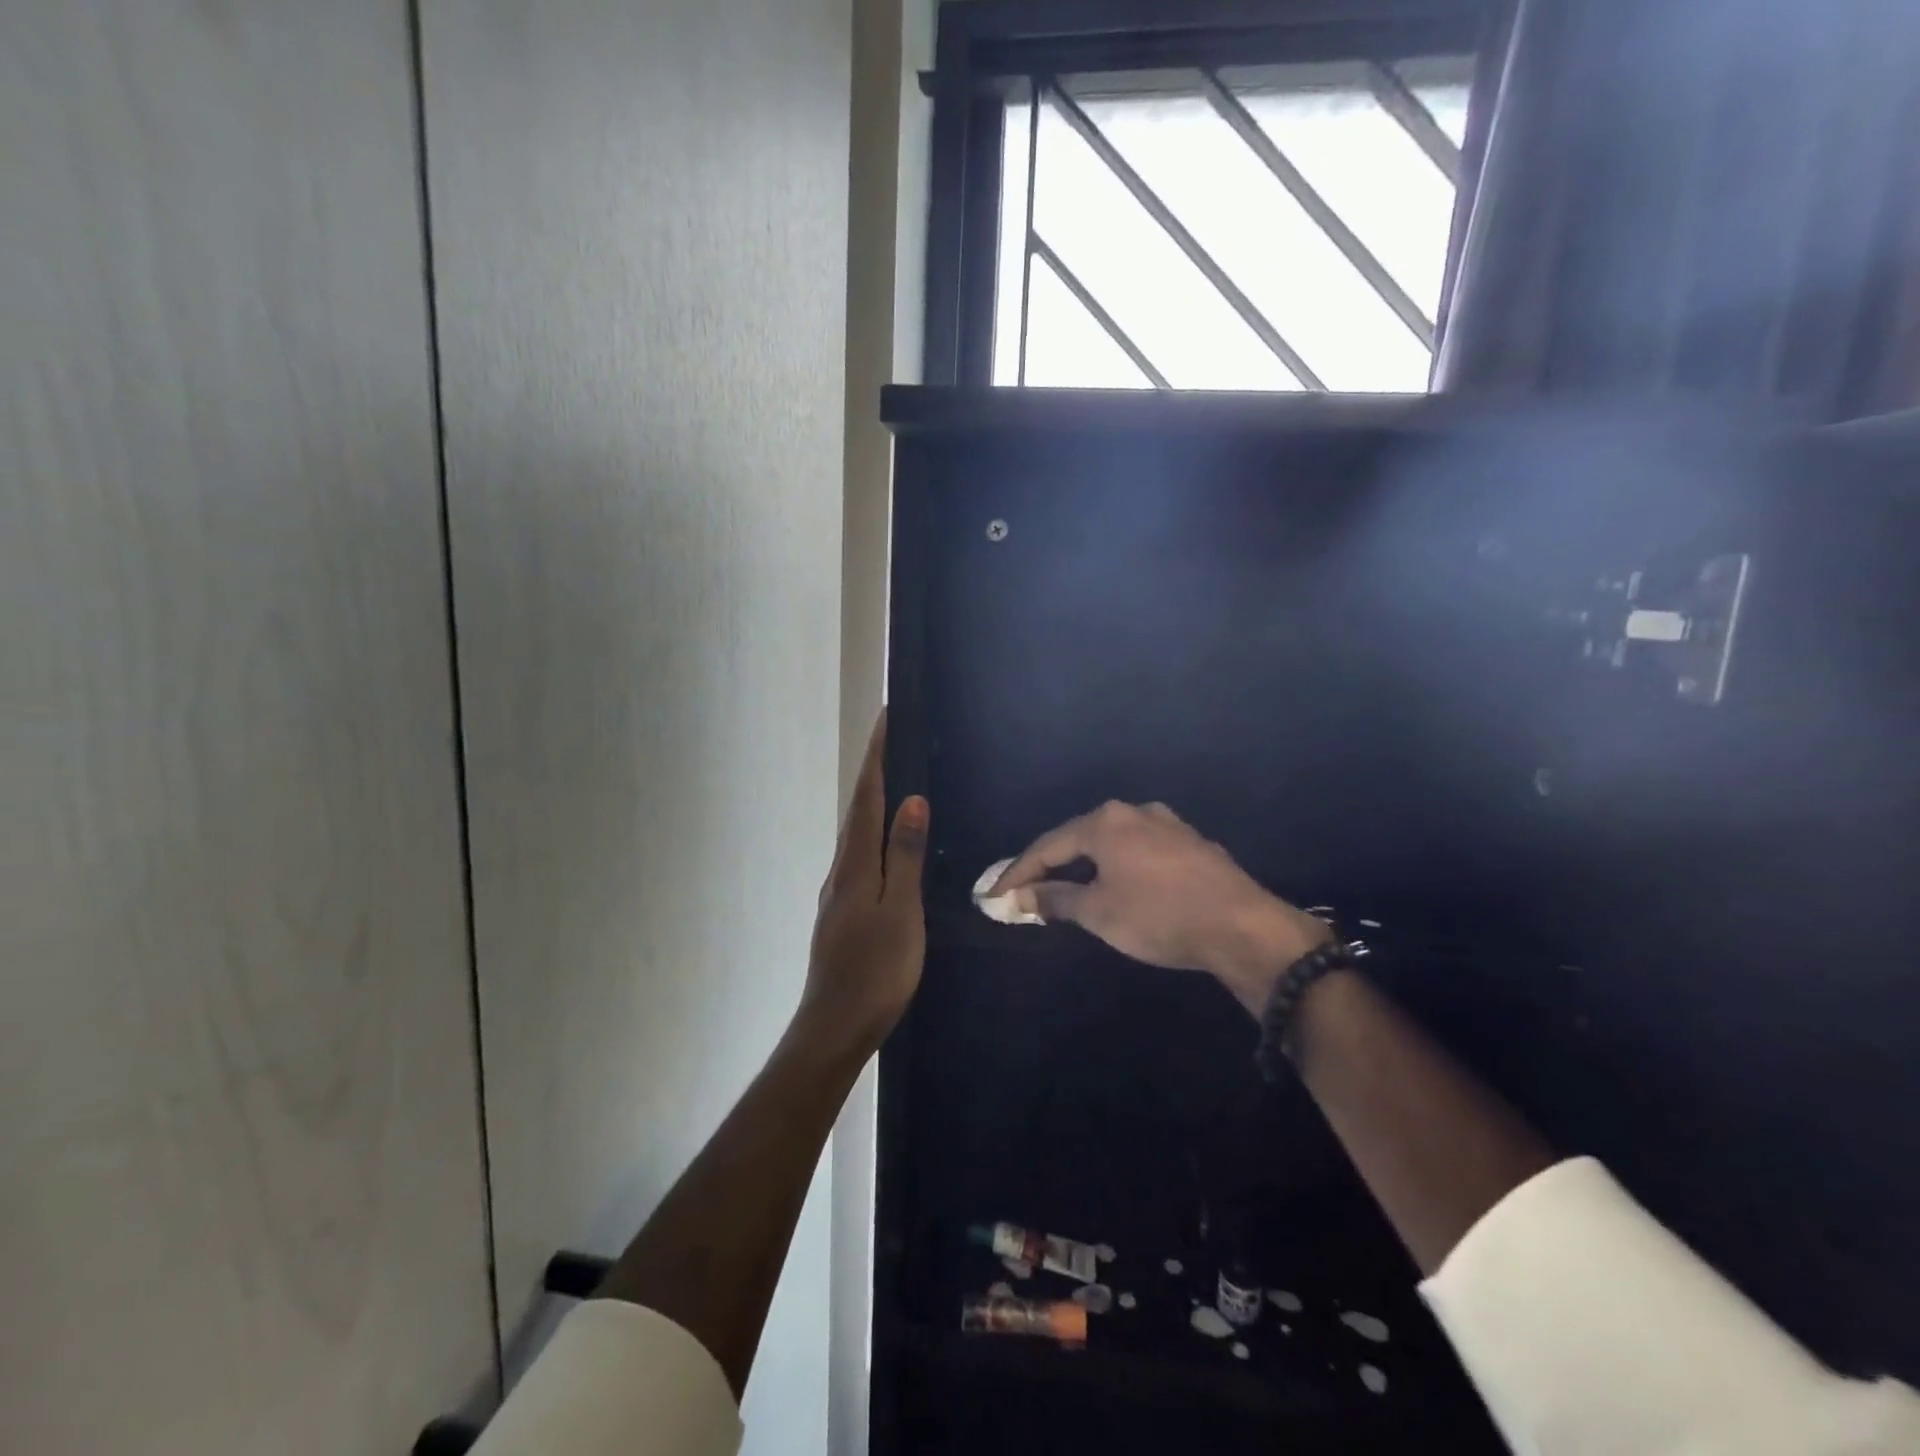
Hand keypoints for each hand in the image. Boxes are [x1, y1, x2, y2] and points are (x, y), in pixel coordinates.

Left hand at [798, 713, 928, 1052]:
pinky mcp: (843, 912)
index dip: (877, 757)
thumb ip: (905, 855)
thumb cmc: (876, 970)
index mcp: (855, 864)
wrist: (836, 1026)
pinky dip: (874, 834)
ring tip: (896, 780)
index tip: (886, 719)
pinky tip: (888, 844)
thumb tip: (912, 799)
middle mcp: (841, 870)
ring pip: (858, 834)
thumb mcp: (901, 911)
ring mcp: (839, 892)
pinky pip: (861, 857)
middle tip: (896, 741)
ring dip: (873, 801)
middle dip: (874, 771)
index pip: (867, 797)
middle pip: (858, 810)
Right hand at [990, 802, 1329, 1014]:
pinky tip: (1119, 887)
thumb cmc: (1159, 916)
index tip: (994, 895)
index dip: (1017, 873)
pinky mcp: (1192, 843)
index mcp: (1105, 821)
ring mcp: (1168, 824)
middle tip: (1027, 892)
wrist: (1242, 927)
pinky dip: (1119, 868)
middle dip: (1051, 867)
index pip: (1047, 846)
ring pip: (1112, 843)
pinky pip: (1140, 852)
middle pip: (1079, 838)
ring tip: (1070, 891)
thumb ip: (1056, 899)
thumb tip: (1023, 896)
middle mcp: (1134, 811)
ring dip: (1086, 867)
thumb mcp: (1099, 912)